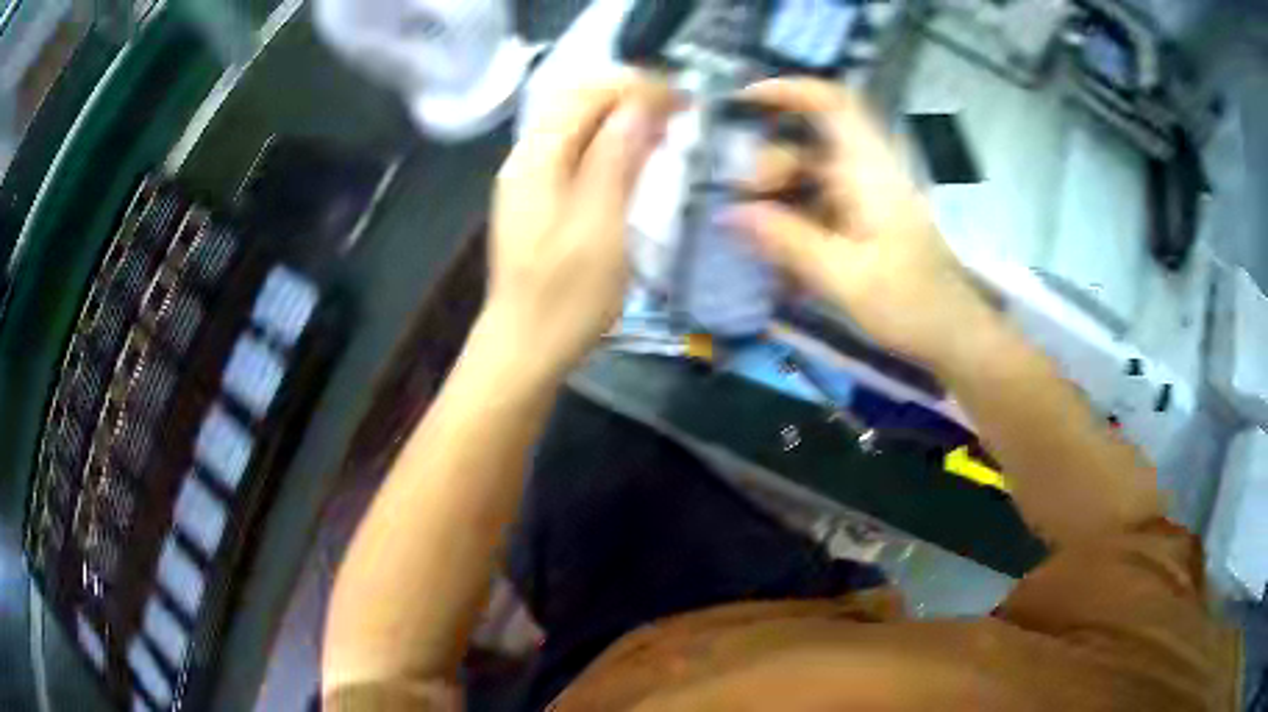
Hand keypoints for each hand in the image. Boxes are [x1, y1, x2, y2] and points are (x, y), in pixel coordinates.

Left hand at [483, 73, 675, 378]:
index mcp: (537, 157)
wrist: (524, 347)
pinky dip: (605, 142)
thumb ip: (616, 158)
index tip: (683, 100)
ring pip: (574, 124)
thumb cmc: (567, 295)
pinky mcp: (536, 199)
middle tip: (676, 110)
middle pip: (576, 101)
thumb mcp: (600, 224)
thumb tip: (639, 105)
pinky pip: (572, 150)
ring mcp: (526, 178)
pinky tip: (631, 159)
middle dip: (628, 96)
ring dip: (618, 117)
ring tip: (661, 129)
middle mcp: (525, 157)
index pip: (587, 94)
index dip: (636, 87)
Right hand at [726, 79, 993, 370]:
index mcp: (870, 170)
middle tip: (745, 202)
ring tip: (756, 235)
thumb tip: (729, 214)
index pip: (832, 103)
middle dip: (770, 163)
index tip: (743, 103)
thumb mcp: (845, 276)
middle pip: (809, 142)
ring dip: (779, 195)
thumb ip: (787, 241)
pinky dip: (795, 219)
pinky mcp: (865, 218)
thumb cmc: (910, 302)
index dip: (788, 90)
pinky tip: (781, 255)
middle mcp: (868, 171)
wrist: (954, 334)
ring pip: (811, 173)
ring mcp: (867, 195)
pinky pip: (820, 202)